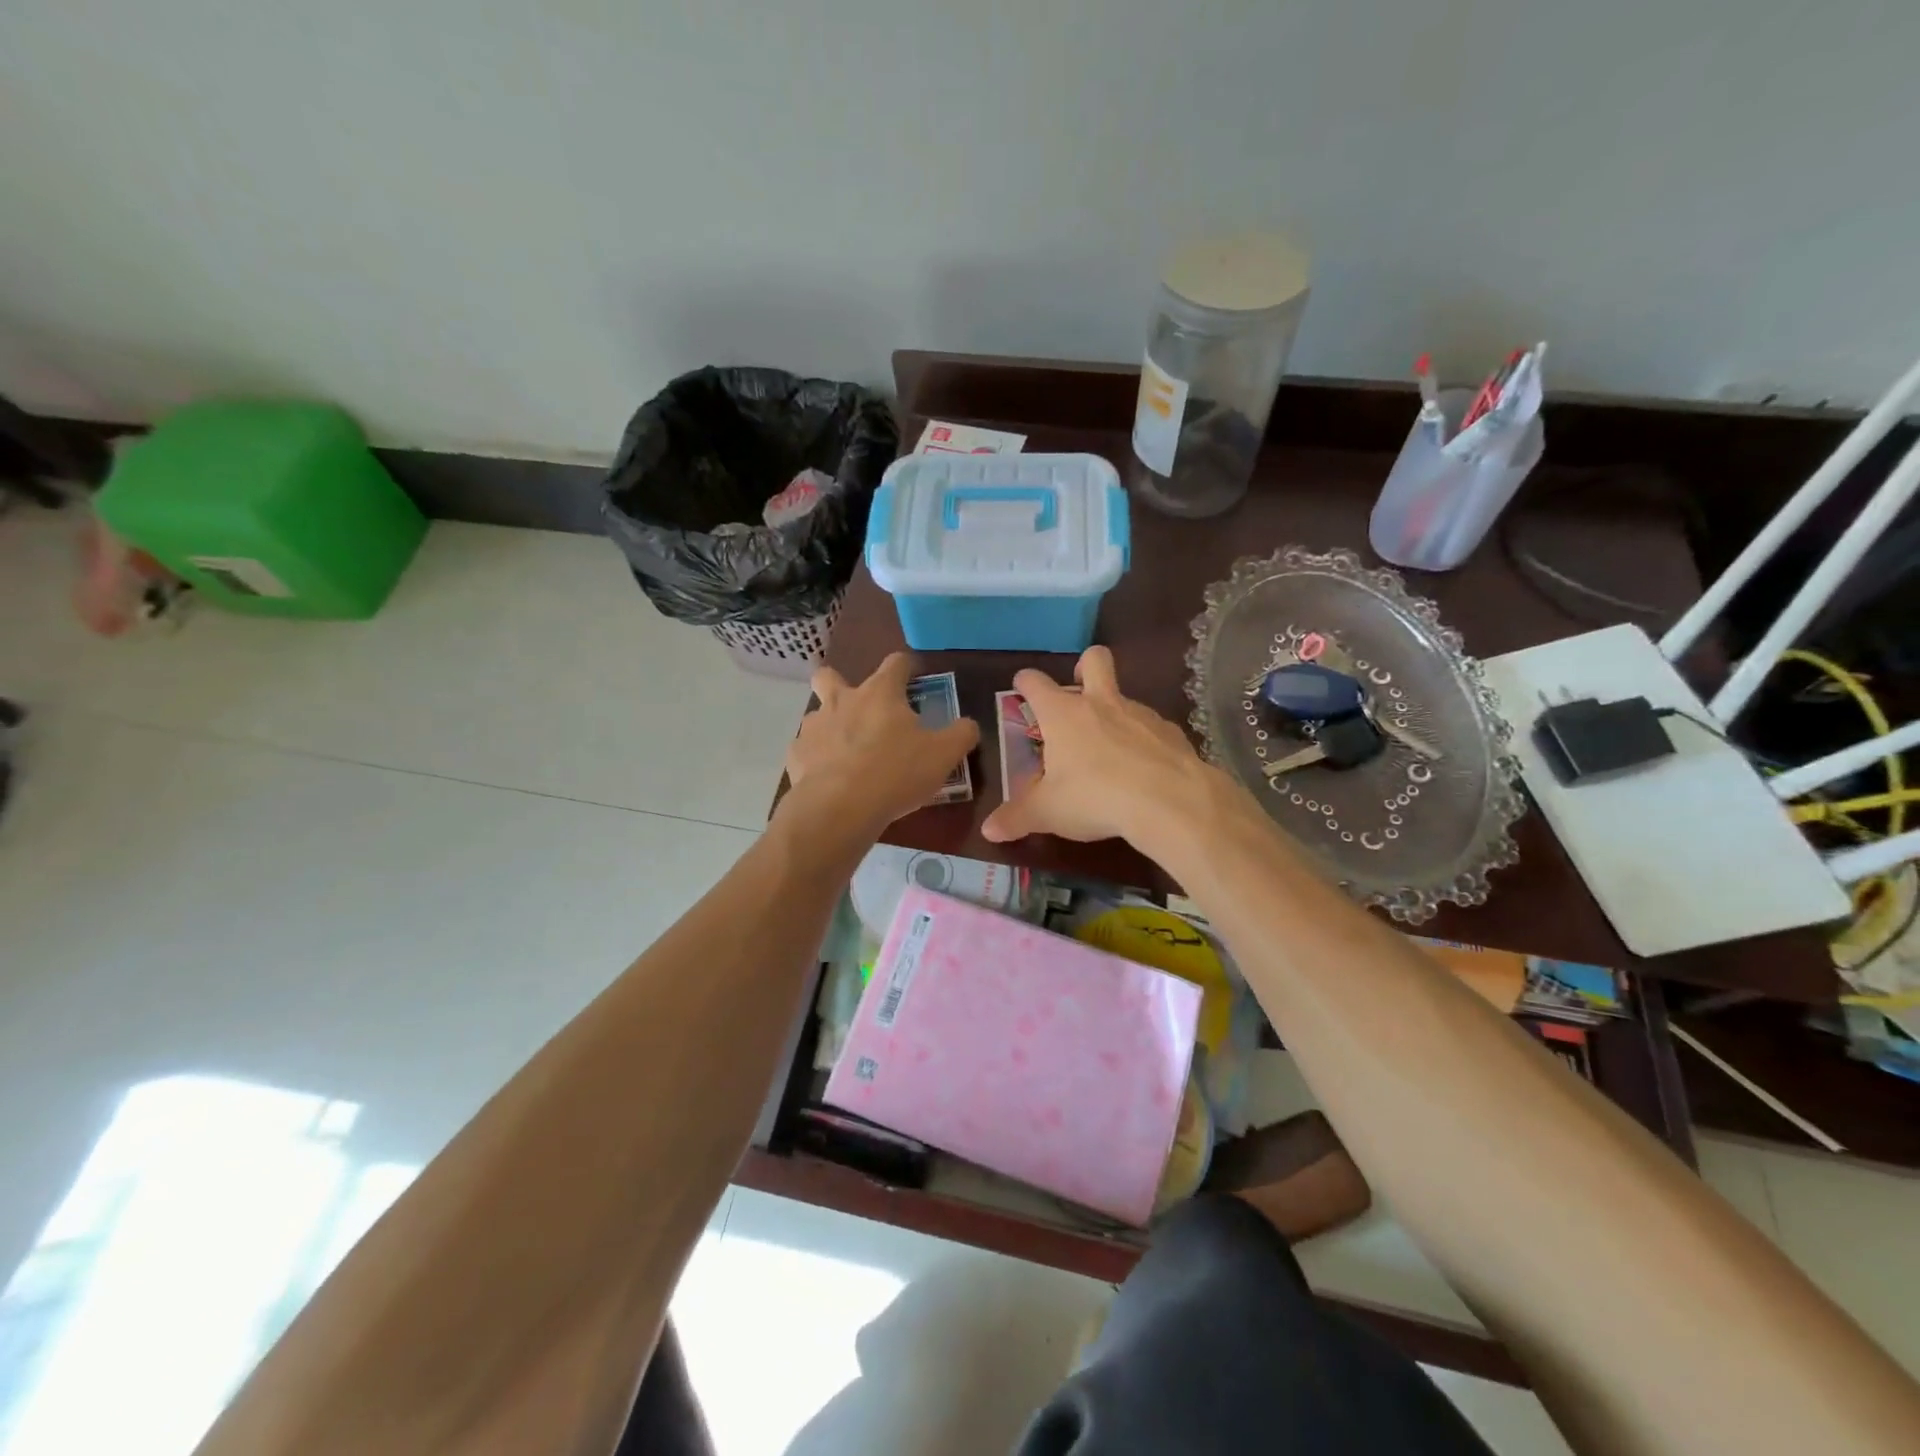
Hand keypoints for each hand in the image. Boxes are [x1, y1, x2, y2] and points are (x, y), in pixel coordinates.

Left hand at [781, 653, 978, 846]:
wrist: (840, 808)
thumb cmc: (897, 773)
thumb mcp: (944, 755)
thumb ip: (961, 734)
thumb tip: (968, 725)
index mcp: (880, 693)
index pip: (895, 663)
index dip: (906, 666)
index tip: (913, 676)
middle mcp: (842, 700)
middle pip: (830, 676)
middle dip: (840, 682)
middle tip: (859, 707)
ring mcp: (814, 727)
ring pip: (817, 715)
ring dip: (830, 726)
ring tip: (846, 753)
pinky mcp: (797, 756)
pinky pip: (806, 750)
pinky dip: (817, 759)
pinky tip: (829, 779)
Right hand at [982, 646, 1217, 847]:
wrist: (1170, 802)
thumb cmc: (1095, 798)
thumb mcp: (1048, 813)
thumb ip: (1017, 819)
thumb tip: (989, 831)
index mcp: (1063, 714)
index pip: (1036, 683)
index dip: (1026, 682)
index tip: (1022, 685)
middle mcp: (1101, 703)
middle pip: (1094, 660)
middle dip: (1084, 667)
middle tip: (1078, 688)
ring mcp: (1140, 714)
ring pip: (1124, 697)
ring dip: (1114, 713)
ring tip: (1109, 750)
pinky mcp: (1171, 732)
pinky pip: (1151, 727)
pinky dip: (1143, 741)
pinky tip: (1143, 770)